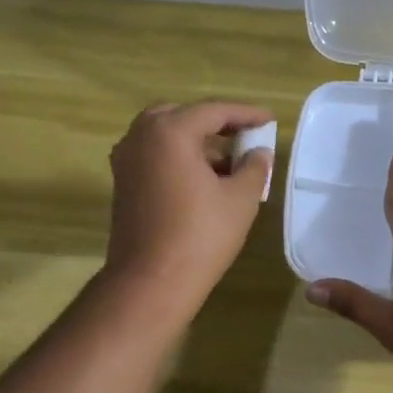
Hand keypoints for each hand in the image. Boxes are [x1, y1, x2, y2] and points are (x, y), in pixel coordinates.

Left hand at [102, 100, 274, 313]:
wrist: (151, 281)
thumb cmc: (201, 236)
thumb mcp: (240, 199)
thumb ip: (254, 167)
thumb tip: (258, 153)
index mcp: (169, 131)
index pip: (214, 111)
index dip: (246, 114)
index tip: (270, 120)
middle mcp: (140, 136)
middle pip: (183, 116)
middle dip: (216, 124)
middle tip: (244, 136)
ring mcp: (126, 160)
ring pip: (165, 137)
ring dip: (196, 143)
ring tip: (229, 162)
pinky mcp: (122, 184)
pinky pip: (154, 157)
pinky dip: (179, 159)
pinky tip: (203, 181)